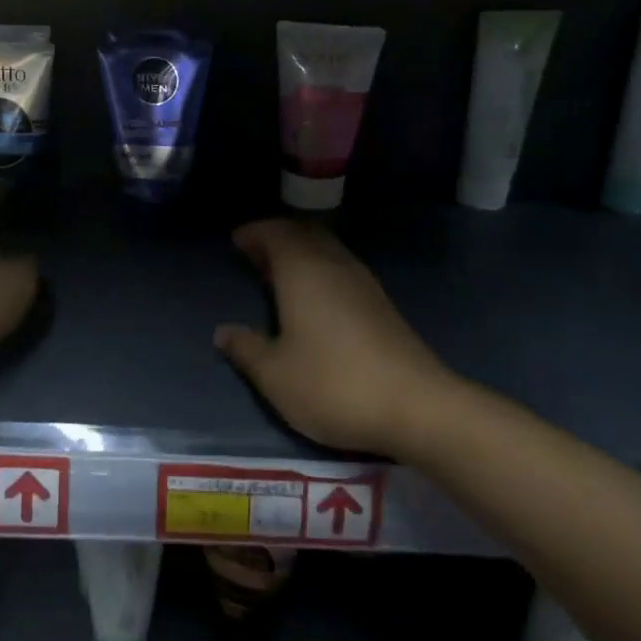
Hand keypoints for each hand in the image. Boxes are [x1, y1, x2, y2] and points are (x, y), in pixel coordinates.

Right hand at [215, 219, 453, 454]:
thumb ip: (246, 349)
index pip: (276, 234)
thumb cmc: (333, 385)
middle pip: (306, 235)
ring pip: (328, 252)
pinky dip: (321, 271)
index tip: (236, 241)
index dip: (255, 232)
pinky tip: (314, 300)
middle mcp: (335, 267)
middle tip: (256, 253)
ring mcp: (364, 285)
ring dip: (302, 254)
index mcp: (303, 272)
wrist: (417, 407)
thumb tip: (223, 332)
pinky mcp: (383, 307)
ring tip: (280, 274)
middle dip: (279, 238)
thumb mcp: (275, 375)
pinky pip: (342, 271)